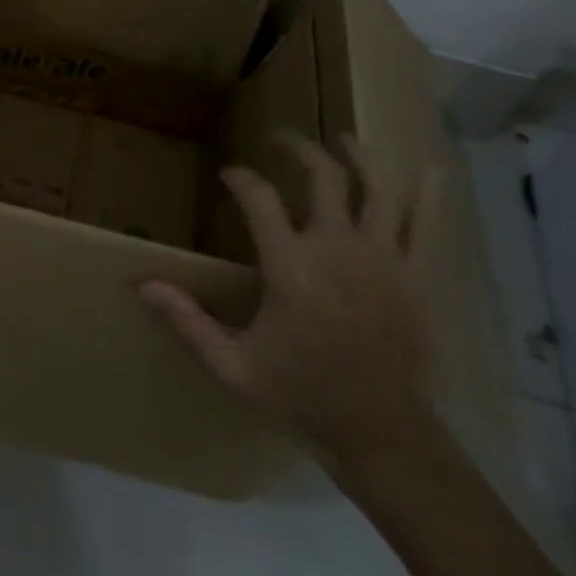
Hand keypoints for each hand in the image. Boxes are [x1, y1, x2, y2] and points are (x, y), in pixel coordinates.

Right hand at [141, 135, 435, 468]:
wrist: (380, 435)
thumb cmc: (300, 395)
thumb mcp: (232, 365)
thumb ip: (188, 320)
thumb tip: (143, 285)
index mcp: (290, 266)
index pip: (258, 197)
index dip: (241, 178)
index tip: (230, 175)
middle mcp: (337, 248)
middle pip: (322, 175)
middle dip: (299, 148)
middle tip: (281, 139)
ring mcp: (383, 259)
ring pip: (377, 187)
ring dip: (360, 156)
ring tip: (344, 140)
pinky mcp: (417, 276)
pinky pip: (428, 225)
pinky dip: (432, 194)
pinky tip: (432, 168)